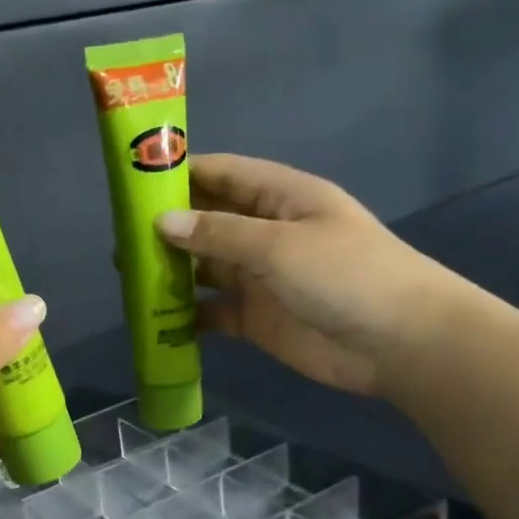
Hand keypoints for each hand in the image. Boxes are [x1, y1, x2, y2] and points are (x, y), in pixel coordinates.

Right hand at [156, 154, 460, 398]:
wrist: (400, 344)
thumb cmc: (346, 276)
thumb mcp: (279, 246)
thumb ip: (218, 234)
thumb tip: (161, 222)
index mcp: (279, 197)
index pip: (221, 174)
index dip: (179, 174)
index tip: (132, 181)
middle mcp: (265, 232)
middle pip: (206, 220)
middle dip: (166, 225)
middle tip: (118, 234)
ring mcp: (259, 277)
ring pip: (203, 267)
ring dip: (170, 270)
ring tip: (126, 274)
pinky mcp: (255, 318)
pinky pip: (210, 311)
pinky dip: (185, 315)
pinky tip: (154, 318)